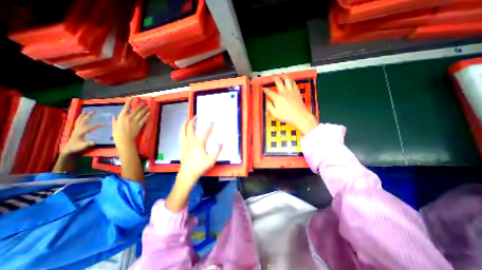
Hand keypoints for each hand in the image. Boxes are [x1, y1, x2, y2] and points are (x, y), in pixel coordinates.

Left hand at [61, 111, 101, 154]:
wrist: (69, 149)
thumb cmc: (77, 148)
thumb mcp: (82, 147)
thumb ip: (87, 144)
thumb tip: (93, 142)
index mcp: (80, 133)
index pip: (89, 128)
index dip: (96, 125)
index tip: (104, 124)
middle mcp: (77, 129)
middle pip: (83, 121)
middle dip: (88, 116)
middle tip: (94, 111)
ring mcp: (76, 129)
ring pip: (80, 120)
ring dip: (84, 115)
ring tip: (88, 111)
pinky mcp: (76, 129)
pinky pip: (78, 122)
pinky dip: (81, 118)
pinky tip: (83, 116)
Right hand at [112, 99, 149, 149]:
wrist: (124, 139)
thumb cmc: (117, 133)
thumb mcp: (114, 125)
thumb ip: (114, 120)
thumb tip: (113, 116)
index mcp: (121, 116)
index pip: (126, 107)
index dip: (129, 102)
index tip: (132, 98)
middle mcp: (129, 117)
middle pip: (136, 110)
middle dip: (141, 106)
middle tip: (144, 103)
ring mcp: (135, 121)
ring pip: (141, 114)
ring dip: (145, 110)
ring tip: (148, 107)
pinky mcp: (139, 125)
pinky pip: (144, 119)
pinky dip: (147, 116)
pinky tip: (149, 114)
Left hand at [177, 118, 219, 186]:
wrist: (187, 175)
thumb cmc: (200, 167)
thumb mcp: (211, 160)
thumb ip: (217, 151)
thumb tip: (220, 142)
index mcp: (198, 143)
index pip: (205, 131)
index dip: (209, 125)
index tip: (212, 119)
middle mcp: (190, 141)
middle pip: (189, 128)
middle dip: (192, 120)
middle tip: (196, 116)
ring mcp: (184, 145)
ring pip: (183, 131)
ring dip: (185, 124)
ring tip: (187, 120)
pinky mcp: (182, 148)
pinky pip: (181, 137)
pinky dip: (182, 132)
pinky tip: (183, 132)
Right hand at [266, 76, 318, 134]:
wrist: (300, 116)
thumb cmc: (286, 116)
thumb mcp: (275, 113)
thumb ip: (269, 106)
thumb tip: (266, 101)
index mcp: (277, 98)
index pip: (269, 92)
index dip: (265, 90)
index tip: (264, 88)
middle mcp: (283, 92)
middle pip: (278, 82)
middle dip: (275, 78)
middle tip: (273, 76)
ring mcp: (291, 91)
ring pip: (287, 80)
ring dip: (284, 76)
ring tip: (282, 75)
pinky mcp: (296, 92)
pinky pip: (294, 84)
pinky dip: (291, 81)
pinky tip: (290, 81)